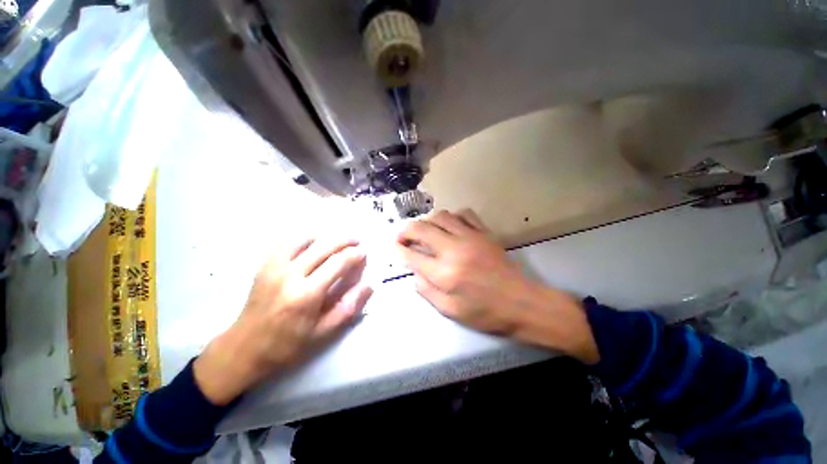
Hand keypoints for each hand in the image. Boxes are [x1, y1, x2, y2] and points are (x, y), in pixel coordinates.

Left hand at [194, 238, 373, 404]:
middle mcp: (291, 275)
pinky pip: (286, 243)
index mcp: (307, 294)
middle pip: (324, 246)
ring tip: (338, 240)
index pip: (338, 263)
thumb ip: (348, 308)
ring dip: (326, 236)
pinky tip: (313, 242)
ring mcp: (274, 267)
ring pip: (305, 239)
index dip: (354, 255)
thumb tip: (368, 286)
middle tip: (357, 241)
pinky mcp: (265, 266)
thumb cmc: (287, 344)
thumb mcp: (323, 333)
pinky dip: (304, 238)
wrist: (244, 348)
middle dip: (345, 240)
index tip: (363, 253)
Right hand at [397, 210, 598, 363]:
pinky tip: (450, 226)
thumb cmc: (486, 312)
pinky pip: (464, 214)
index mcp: (444, 273)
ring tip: (425, 230)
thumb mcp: (450, 311)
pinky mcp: (484, 232)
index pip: (411, 255)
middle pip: (422, 228)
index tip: (393, 246)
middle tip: (402, 235)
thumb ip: (427, 291)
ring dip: (428, 221)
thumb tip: (415, 274)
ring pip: (441, 216)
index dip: (398, 249)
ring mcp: (471, 237)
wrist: (522, 303)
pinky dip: (452, 217)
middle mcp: (454, 250)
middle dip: (406, 230)